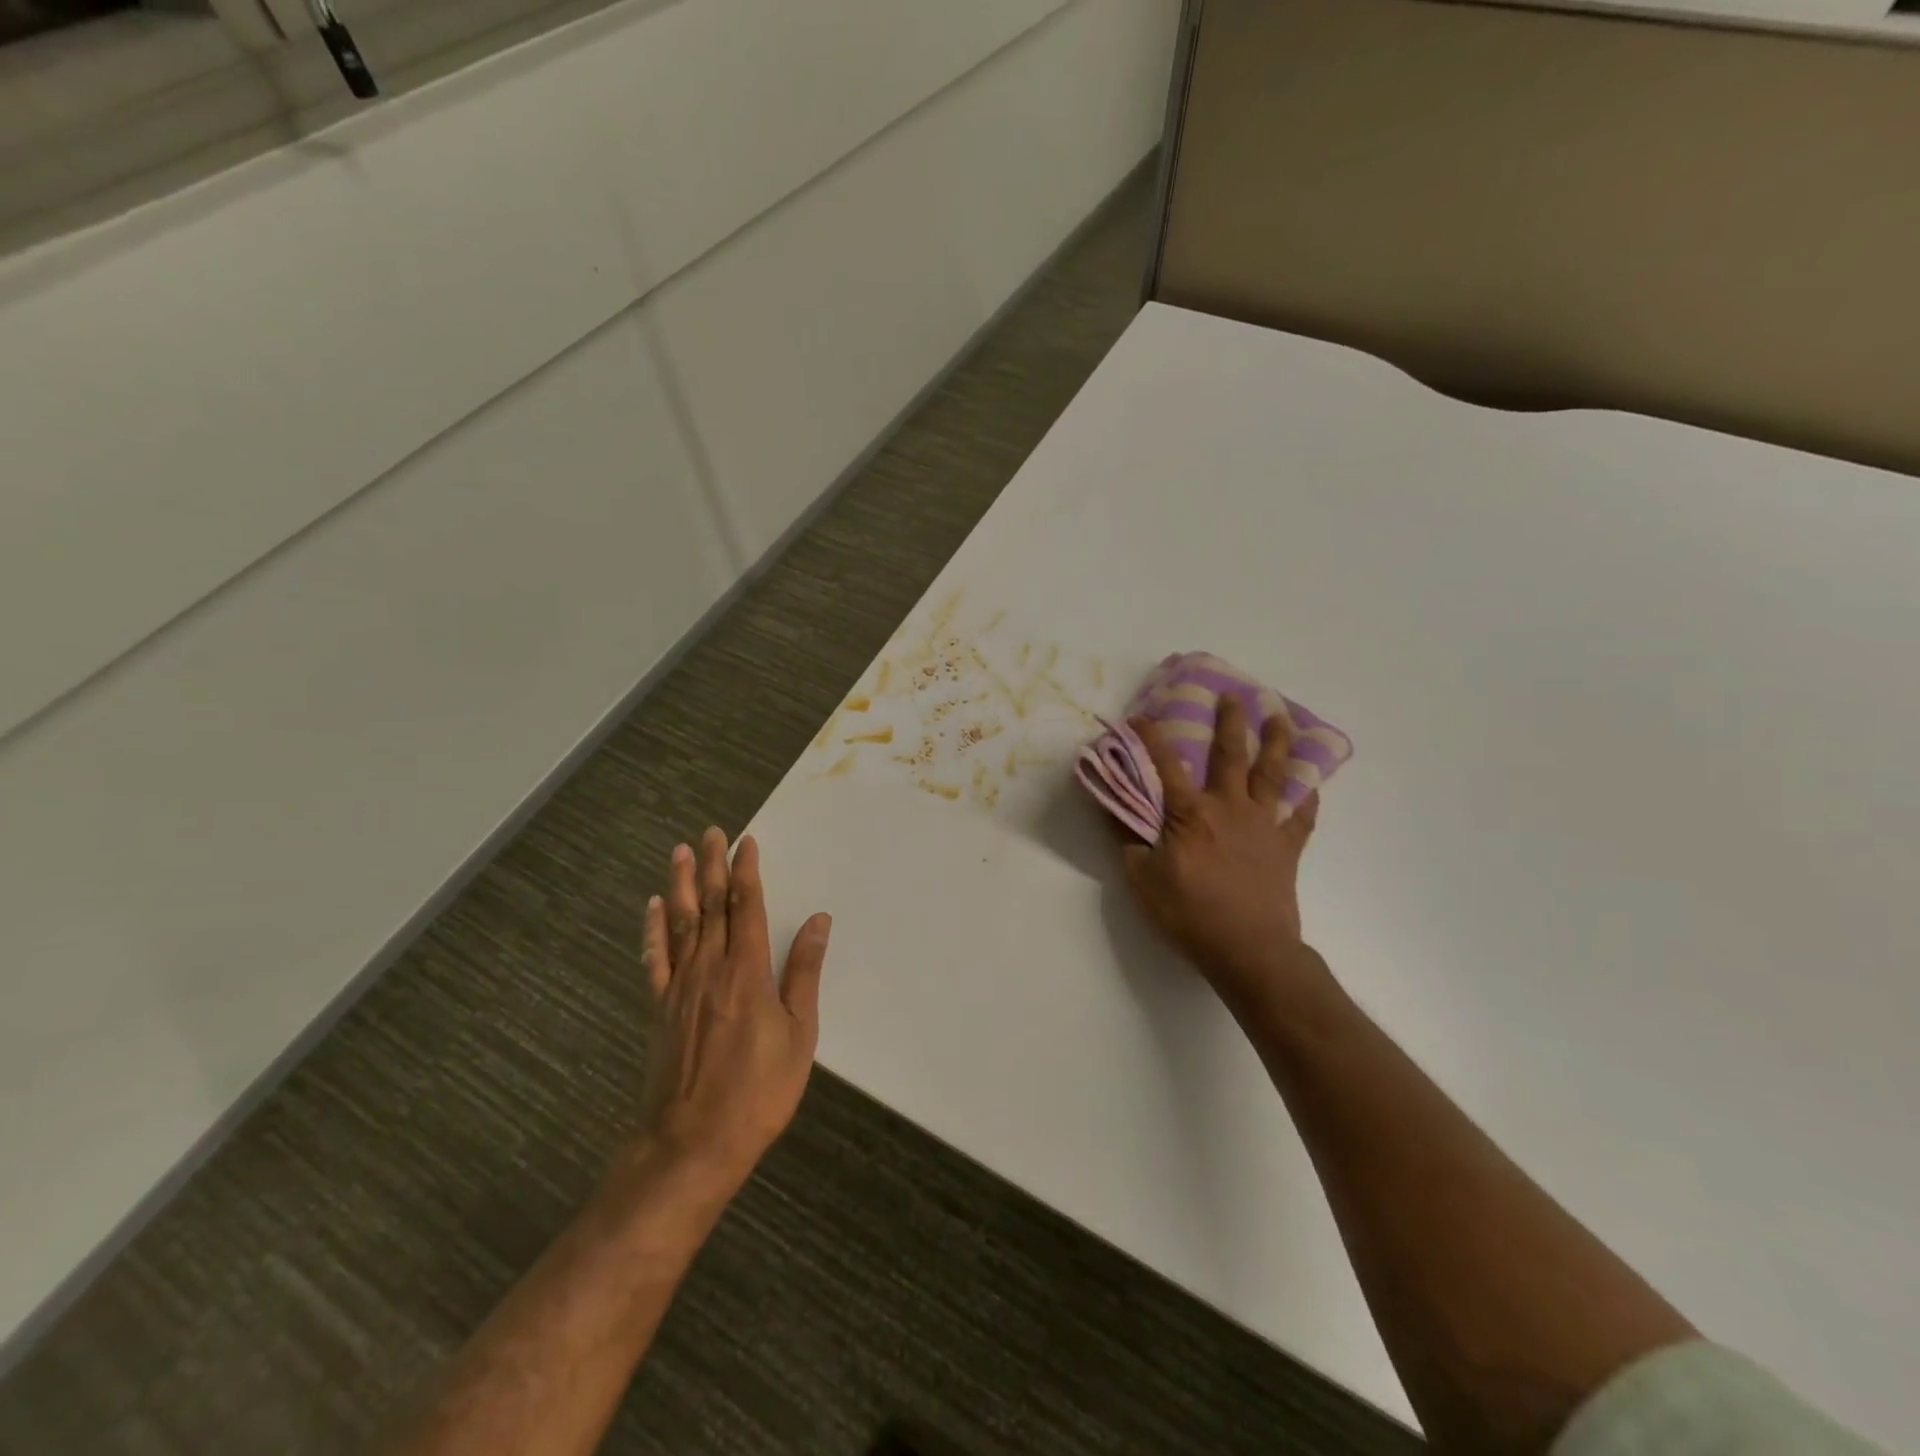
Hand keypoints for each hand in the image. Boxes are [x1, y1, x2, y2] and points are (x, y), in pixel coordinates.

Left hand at [633, 828, 830, 1197]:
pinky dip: (654, 930)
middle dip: (714, 866)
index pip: (746, 907)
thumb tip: (817, 921)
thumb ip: (804, 973)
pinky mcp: (659, 1009)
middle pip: (712, 906)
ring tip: (681, 852)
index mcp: (747, 971)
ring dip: (682, 884)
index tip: (746, 841)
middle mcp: (710, 968)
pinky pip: (655, 959)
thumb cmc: (758, 1090)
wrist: (691, 1143)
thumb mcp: (799, 1034)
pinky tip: (654, 908)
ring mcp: (679, 987)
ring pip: (681, 923)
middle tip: (712, 832)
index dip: (747, 871)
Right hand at [1121, 698, 1332, 1015]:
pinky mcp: (1286, 847)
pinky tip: (1310, 785)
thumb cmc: (1189, 914)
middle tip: (1233, 695)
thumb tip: (1111, 803)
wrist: (1249, 950)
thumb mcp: (1142, 878)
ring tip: (1281, 717)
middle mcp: (1229, 808)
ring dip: (1277, 743)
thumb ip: (1127, 837)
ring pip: (1273, 775)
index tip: (1142, 714)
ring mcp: (1263, 825)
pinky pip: (1300, 816)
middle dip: (1230, 722)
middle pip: (1231, 755)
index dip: (1152, 737)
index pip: (1166, 765)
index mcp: (1190, 813)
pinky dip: (1307, 798)